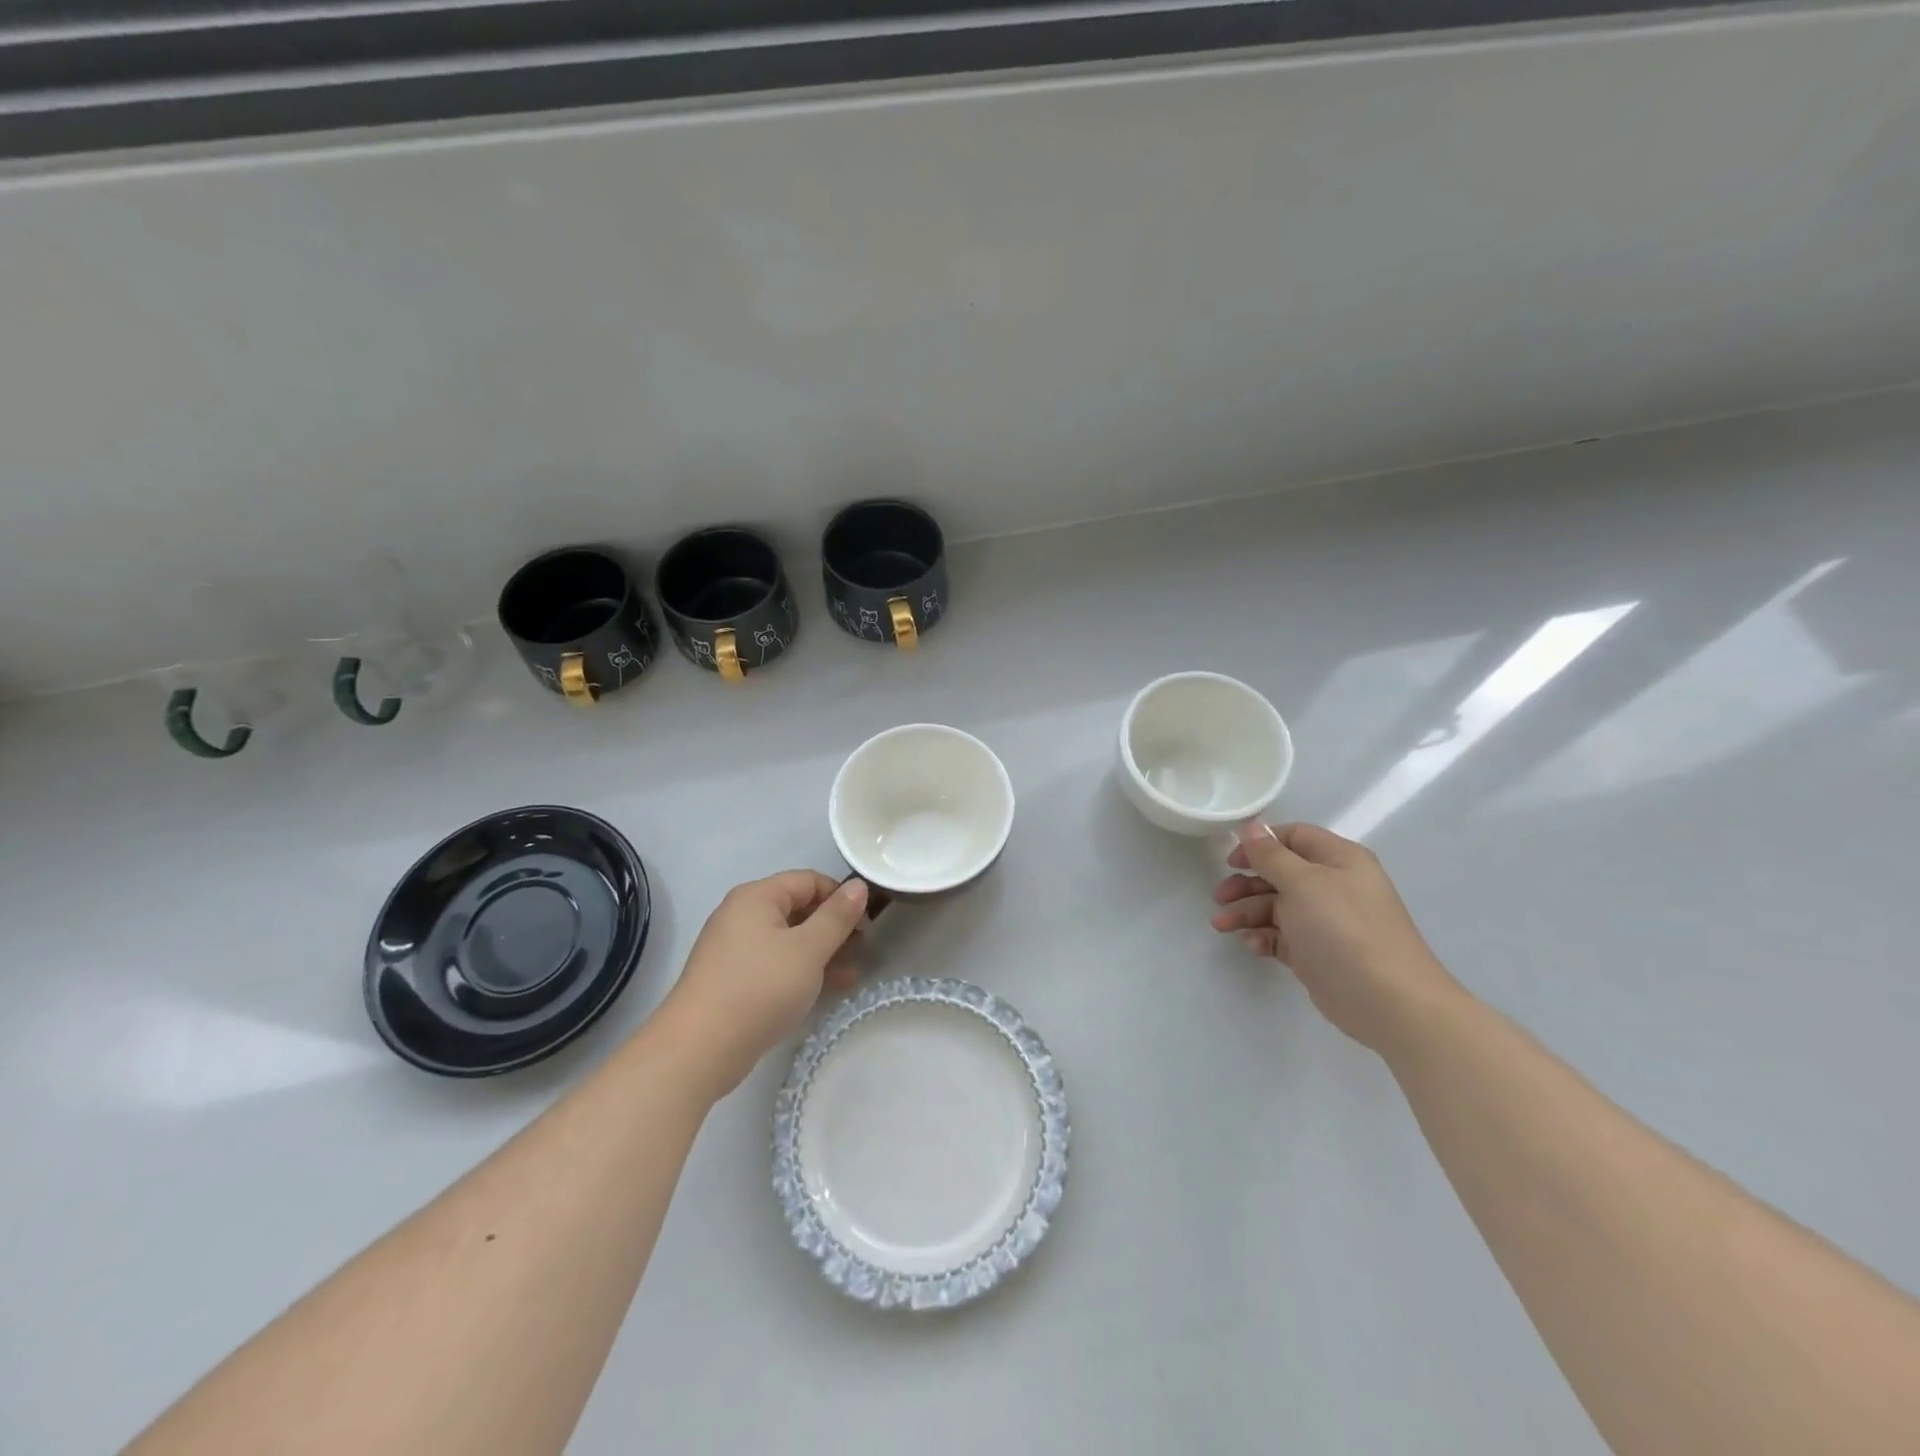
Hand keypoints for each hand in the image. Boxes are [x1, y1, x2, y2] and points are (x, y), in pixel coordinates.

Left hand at [660, 871, 868, 1099]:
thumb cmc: (760, 988)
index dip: (841, 896)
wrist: (699, 1050)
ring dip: (822, 951)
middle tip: (863, 947)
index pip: (808, 880)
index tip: (867, 922)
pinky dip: (802, 970)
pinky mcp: (733, 980)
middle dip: (833, 926)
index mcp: (757, 897)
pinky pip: (775, 964)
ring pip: (789, 940)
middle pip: (798, 908)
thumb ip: (837, 917)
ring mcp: (734, 949)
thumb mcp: (808, 950)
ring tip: (853, 970)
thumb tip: (858, 886)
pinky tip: (828, 989)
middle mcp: (741, 915)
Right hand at [1211, 821, 1461, 1052]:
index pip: (1294, 837)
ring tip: (1222, 926)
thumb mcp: (1302, 883)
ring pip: (1276, 906)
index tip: (1231, 860)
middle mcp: (1334, 885)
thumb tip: (1251, 826)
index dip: (1260, 844)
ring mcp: (1325, 921)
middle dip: (1246, 883)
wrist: (1386, 1000)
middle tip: (1220, 897)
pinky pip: (1282, 936)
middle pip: (1280, 873)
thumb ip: (1271, 855)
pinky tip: (1253, 946)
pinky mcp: (1317, 952)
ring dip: (1246, 912)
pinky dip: (1264, 937)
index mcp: (1339, 859)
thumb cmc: (1343, 929)